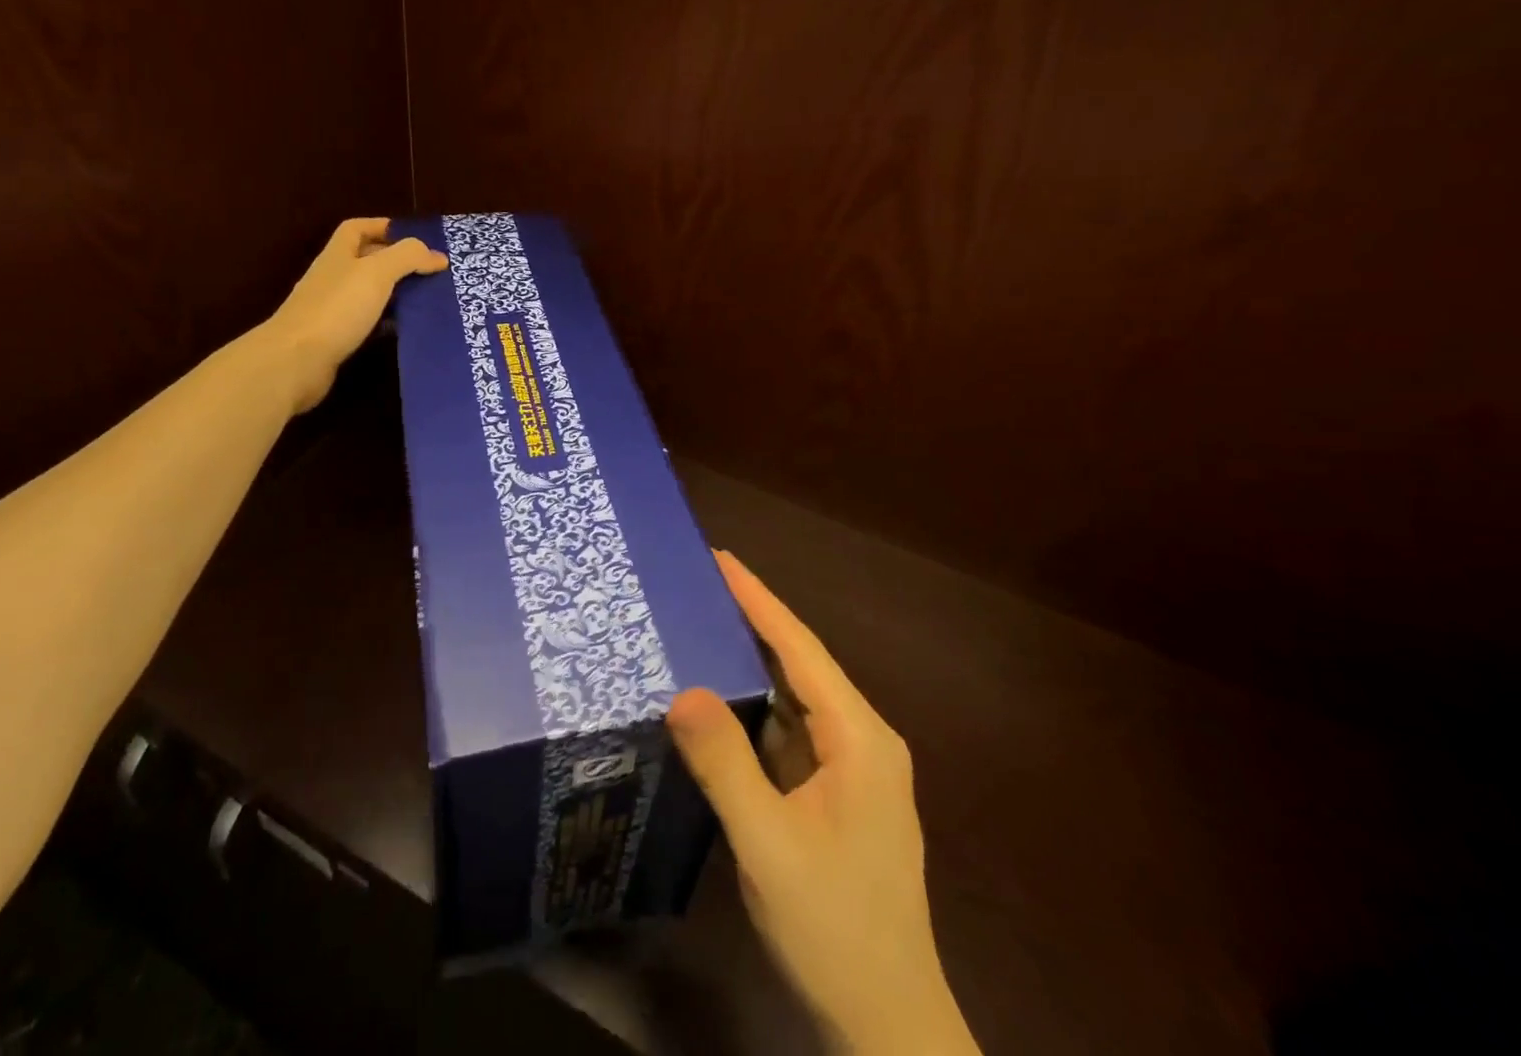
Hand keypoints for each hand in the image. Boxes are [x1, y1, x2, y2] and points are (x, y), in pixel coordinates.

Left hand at [264, 218, 445, 412]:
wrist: (295, 361)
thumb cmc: (336, 308)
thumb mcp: (376, 273)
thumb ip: (407, 257)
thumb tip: (437, 255)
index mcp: (338, 255)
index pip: (357, 228)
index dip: (383, 227)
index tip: (414, 238)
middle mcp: (332, 278)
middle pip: (365, 261)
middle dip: (396, 263)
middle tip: (431, 272)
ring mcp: (331, 309)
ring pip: (368, 293)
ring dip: (394, 294)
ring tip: (427, 299)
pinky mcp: (335, 338)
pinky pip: (366, 323)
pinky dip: (386, 323)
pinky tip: (405, 330)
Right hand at [668, 552, 978, 1055]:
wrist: (886, 1026)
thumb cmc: (834, 928)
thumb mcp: (769, 845)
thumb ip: (725, 765)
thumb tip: (681, 690)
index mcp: (859, 738)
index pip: (800, 649)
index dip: (759, 600)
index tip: (719, 558)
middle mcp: (861, 741)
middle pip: (799, 664)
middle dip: (751, 621)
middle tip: (696, 585)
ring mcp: (849, 769)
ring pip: (793, 698)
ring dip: (749, 663)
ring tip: (698, 626)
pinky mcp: (833, 794)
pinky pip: (787, 732)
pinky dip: (753, 708)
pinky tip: (718, 699)